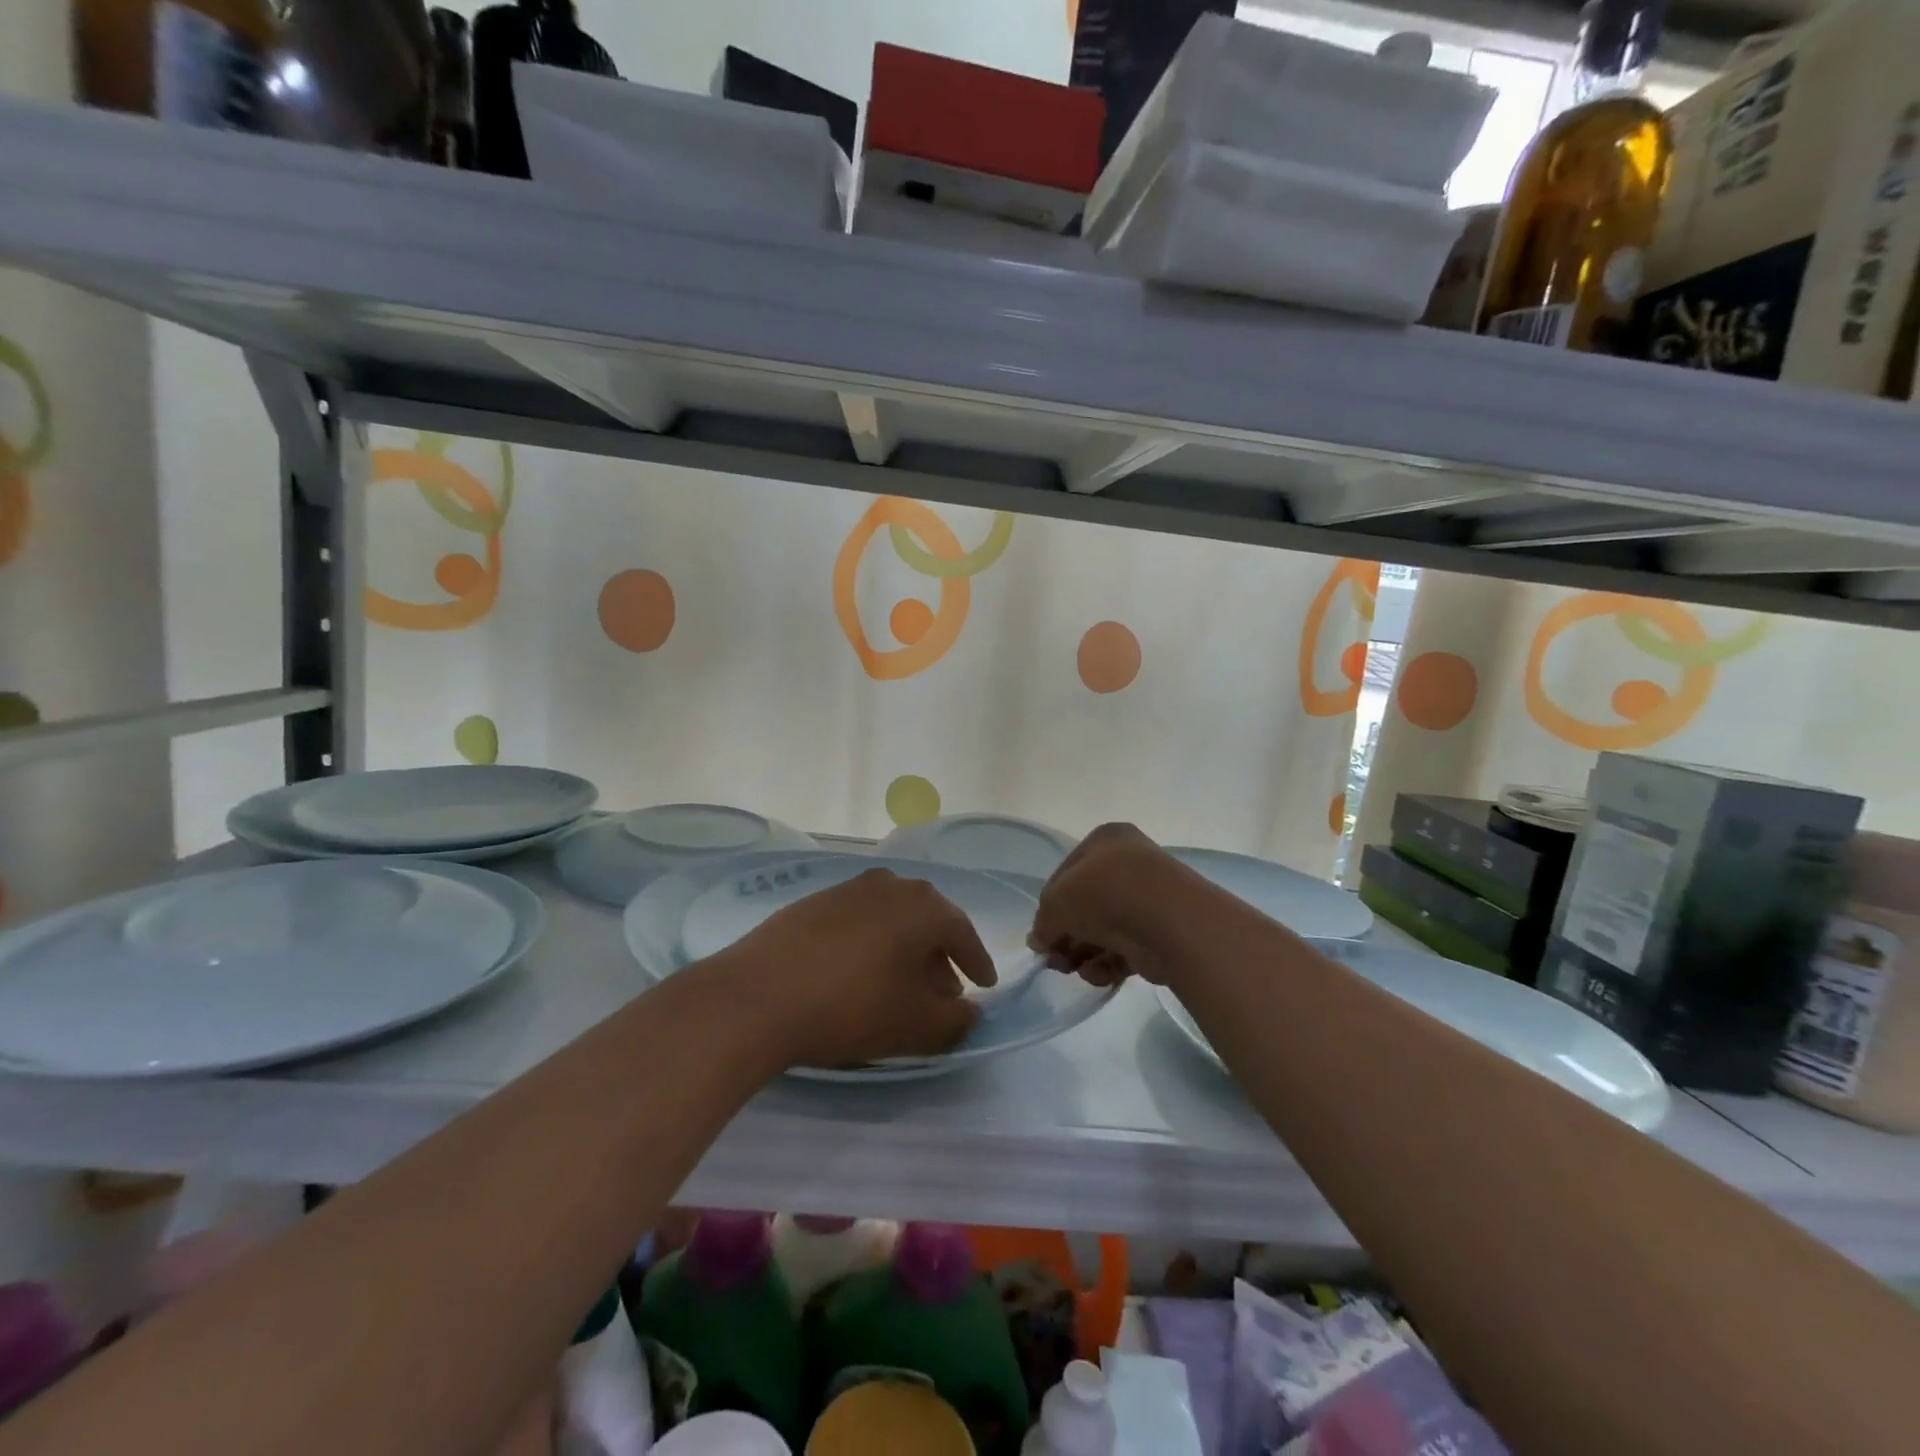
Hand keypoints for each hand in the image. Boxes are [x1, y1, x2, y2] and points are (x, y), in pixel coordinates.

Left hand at [730, 869, 996, 1068]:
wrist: (757, 996)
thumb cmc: (851, 1006)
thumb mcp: (915, 1025)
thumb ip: (955, 1020)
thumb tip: (968, 1011)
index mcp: (922, 906)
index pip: (963, 932)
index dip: (977, 963)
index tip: (984, 986)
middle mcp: (890, 885)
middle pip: (927, 920)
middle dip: (940, 956)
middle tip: (943, 991)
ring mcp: (848, 888)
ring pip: (892, 918)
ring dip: (904, 949)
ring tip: (900, 985)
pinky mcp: (813, 902)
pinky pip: (859, 920)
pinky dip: (871, 943)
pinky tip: (858, 973)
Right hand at [1029, 823, 1185, 986]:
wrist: (1168, 920)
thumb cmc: (1104, 893)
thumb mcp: (1056, 902)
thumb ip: (1043, 923)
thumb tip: (1040, 941)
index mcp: (1106, 840)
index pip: (1065, 874)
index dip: (1049, 907)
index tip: (1041, 936)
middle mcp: (1129, 863)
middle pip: (1086, 905)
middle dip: (1067, 936)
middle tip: (1055, 961)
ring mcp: (1149, 898)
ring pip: (1105, 930)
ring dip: (1084, 953)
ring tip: (1074, 970)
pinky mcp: (1162, 933)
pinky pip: (1127, 948)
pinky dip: (1109, 963)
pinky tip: (1099, 975)